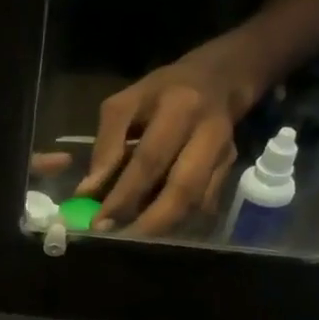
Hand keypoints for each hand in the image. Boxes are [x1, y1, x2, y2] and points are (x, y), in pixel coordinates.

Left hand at [76, 34, 263, 236]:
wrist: (218, 79)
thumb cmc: (161, 92)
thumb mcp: (124, 104)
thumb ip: (106, 146)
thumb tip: (88, 192)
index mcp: (179, 109)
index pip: (149, 161)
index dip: (124, 195)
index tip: (99, 222)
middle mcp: (208, 134)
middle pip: (182, 189)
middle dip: (150, 223)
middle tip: (119, 240)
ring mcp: (225, 154)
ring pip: (196, 203)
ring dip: (164, 226)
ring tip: (132, 239)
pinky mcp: (231, 169)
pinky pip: (204, 205)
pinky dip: (178, 222)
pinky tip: (154, 230)